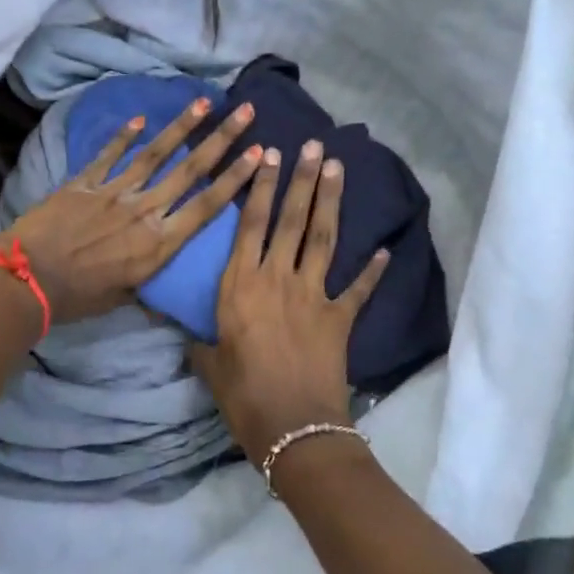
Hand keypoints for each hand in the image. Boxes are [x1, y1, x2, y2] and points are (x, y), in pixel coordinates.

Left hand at [0, 96, 260, 324]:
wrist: (26, 280)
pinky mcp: (84, 183)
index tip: (259, 153)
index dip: (235, 178)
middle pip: (191, 170)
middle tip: (245, 111)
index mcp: (158, 244)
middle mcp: (144, 211)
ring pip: (155, 154)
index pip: (207, 205)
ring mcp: (114, 192)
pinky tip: (140, 119)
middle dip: (222, 138)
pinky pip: (109, 155)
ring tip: (204, 102)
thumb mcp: (123, 298)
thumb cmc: (77, 298)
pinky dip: (124, 136)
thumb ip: (146, 281)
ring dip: (182, 127)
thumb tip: (161, 288)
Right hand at [191, 139, 388, 463]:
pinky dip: (373, 270)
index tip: (270, 155)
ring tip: (337, 168)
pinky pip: (358, 288)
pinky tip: (384, 249)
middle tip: (313, 145)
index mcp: (240, 285)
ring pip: (322, 238)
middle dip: (302, 180)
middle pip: (291, 220)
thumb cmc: (243, 396)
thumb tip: (189, 336)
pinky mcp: (339, 318)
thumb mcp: (210, 365)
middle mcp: (277, 278)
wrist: (294, 427)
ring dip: (331, 201)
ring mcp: (313, 295)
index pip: (249, 224)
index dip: (261, 187)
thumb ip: (201, 344)